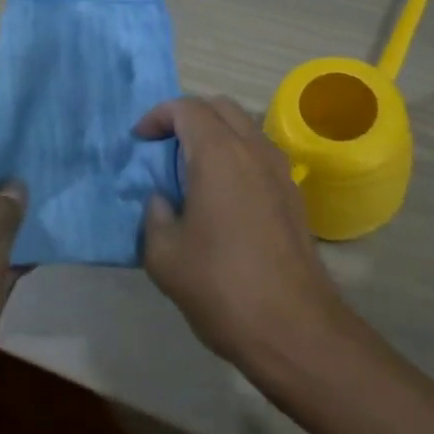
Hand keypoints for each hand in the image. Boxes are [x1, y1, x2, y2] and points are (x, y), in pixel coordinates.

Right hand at [136, 97, 356, 374]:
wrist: (293, 326)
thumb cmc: (221, 286)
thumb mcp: (165, 257)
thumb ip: (155, 216)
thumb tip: (162, 200)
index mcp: (218, 154)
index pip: (187, 108)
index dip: (158, 116)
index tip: (139, 140)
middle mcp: (253, 149)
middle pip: (220, 107)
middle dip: (189, 116)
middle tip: (164, 147)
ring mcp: (280, 169)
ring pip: (244, 127)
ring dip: (216, 134)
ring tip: (192, 171)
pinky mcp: (294, 193)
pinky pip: (260, 154)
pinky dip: (237, 156)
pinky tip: (223, 196)